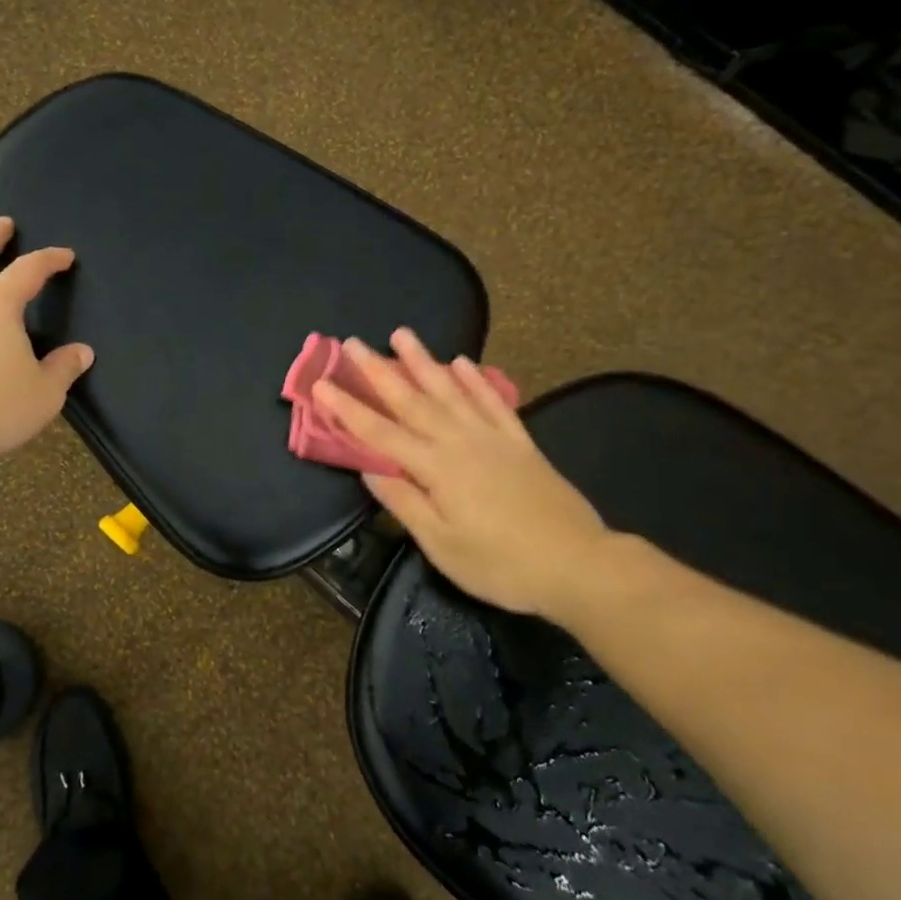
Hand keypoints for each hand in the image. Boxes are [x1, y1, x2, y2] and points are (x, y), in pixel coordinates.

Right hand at [314, 329, 615, 618]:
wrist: (578, 564)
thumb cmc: (501, 564)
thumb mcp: (442, 544)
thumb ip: (405, 502)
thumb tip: (369, 469)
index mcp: (436, 469)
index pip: (380, 434)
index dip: (348, 409)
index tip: (322, 384)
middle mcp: (460, 442)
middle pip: (412, 401)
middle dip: (379, 372)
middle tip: (354, 343)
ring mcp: (493, 438)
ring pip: (451, 391)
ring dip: (424, 362)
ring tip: (402, 334)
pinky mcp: (520, 443)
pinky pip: (493, 402)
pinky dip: (476, 381)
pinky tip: (462, 363)